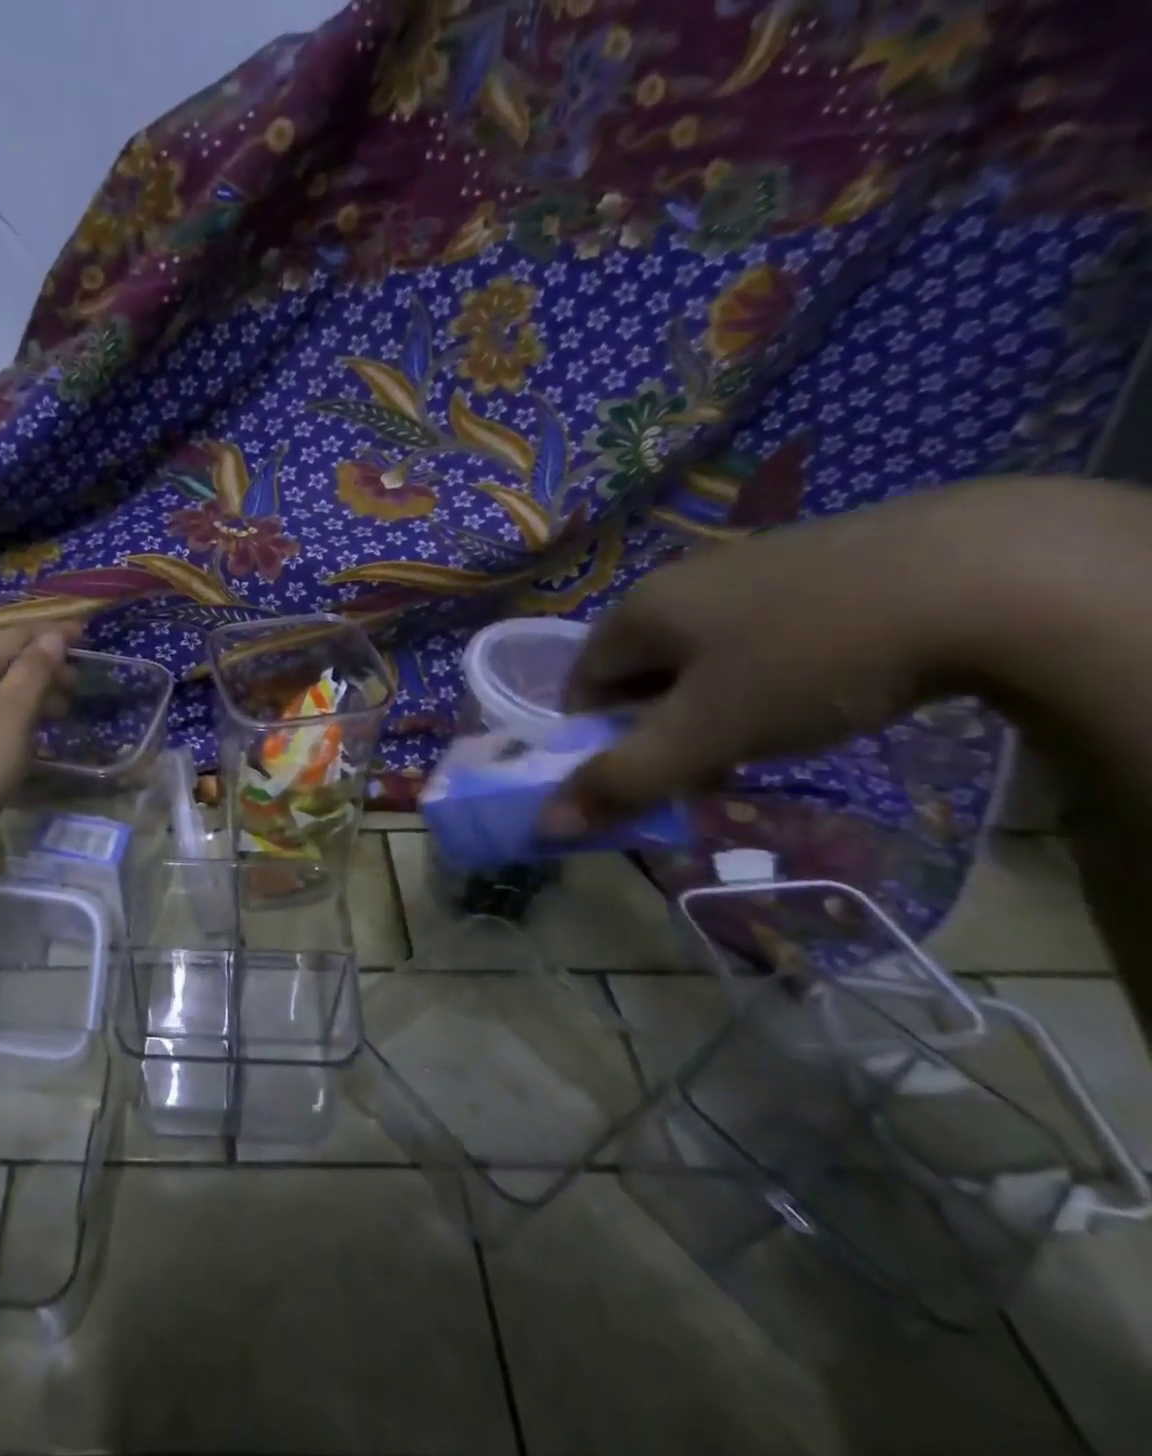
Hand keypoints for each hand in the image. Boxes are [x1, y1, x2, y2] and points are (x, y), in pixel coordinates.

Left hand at [0, 624, 76, 859]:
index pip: (16, 635)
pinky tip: (29, 739)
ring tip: (62, 714)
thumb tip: (53, 636)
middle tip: (78, 686)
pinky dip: (17, 719)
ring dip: (33, 695)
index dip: (52, 633)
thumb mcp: (11, 712)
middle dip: (45, 666)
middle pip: (6, 662)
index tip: (87, 635)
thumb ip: (34, 671)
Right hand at [541, 484, 999, 834]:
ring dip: (712, 701)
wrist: (984, 574)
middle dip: (659, 724)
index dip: (597, 737)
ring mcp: (748, 563)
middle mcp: (679, 579)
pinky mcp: (814, 560)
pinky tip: (820, 687)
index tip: (645, 773)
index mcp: (637, 611)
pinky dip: (764, 670)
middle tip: (708, 761)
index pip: (581, 683)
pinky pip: (756, 629)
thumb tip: (546, 825)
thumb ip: (621, 780)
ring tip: (769, 731)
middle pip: (639, 669)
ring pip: (700, 651)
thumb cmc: (806, 660)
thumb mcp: (705, 734)